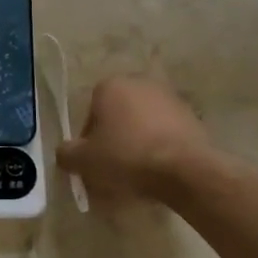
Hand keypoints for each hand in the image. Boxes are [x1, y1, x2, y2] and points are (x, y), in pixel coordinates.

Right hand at [58, 75, 218, 205]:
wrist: (185, 170)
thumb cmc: (127, 156)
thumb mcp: (85, 160)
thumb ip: (67, 154)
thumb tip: (64, 154)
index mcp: (110, 86)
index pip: (90, 113)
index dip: (88, 141)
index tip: (93, 163)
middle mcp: (139, 83)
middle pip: (118, 116)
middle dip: (114, 139)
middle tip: (114, 169)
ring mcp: (169, 98)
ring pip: (143, 124)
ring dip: (138, 144)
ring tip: (139, 175)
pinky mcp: (192, 117)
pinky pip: (166, 134)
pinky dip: (160, 148)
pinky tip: (160, 172)